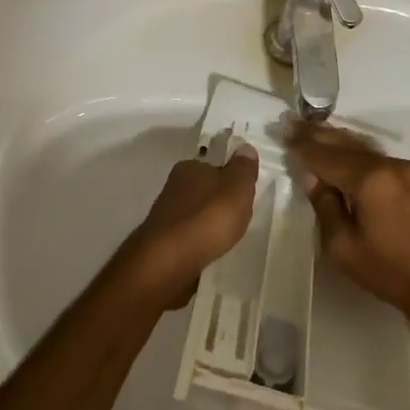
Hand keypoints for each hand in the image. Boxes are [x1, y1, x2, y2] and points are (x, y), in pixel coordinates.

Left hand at [118, 145, 260, 308]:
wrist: (170, 261)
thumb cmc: (208, 218)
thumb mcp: (236, 188)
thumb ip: (243, 169)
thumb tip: (245, 147)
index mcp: (189, 168)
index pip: (213, 166)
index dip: (230, 179)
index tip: (244, 196)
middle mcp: (173, 188)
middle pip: (204, 191)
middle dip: (219, 204)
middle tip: (239, 219)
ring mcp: (166, 217)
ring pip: (196, 216)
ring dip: (209, 226)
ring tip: (227, 239)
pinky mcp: (164, 243)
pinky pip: (190, 239)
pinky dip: (200, 244)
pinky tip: (211, 253)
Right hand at [288, 123, 409, 336]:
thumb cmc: (390, 272)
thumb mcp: (342, 247)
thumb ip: (325, 206)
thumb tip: (314, 178)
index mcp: (369, 179)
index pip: (326, 156)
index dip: (303, 146)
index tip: (283, 133)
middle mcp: (390, 165)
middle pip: (347, 144)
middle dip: (318, 135)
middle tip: (293, 124)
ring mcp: (409, 170)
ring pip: (366, 149)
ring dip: (339, 141)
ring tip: (315, 133)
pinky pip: (380, 159)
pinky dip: (358, 154)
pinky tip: (346, 154)